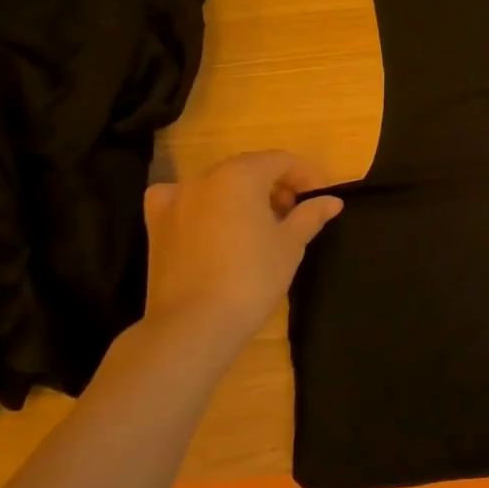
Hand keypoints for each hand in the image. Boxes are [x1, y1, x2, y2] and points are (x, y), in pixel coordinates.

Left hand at [143, 152, 342, 339]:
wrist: (193, 326)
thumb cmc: (252, 278)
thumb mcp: (291, 244)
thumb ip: (311, 215)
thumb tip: (332, 201)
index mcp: (241, 174)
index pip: (282, 161)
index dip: (307, 176)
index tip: (322, 199)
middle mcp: (205, 178)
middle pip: (249, 169)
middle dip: (277, 185)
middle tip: (296, 214)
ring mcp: (176, 201)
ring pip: (218, 184)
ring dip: (244, 195)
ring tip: (260, 224)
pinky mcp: (156, 227)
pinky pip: (181, 200)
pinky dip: (199, 203)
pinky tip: (208, 220)